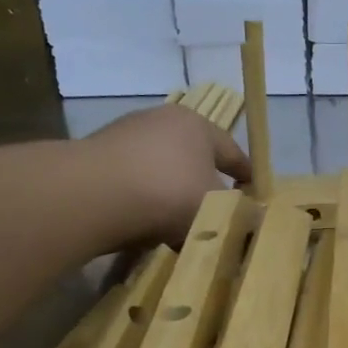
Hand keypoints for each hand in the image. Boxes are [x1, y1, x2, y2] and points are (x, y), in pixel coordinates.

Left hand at [80, 105, 251, 248]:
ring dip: (169, 194)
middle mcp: (160, 121)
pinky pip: (131, 184)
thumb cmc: (170, 192)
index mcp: (197, 125)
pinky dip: (141, 201)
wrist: (93, 196)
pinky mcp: (95, 159)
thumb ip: (234, 211)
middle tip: (214, 210)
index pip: (232, 151)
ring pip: (159, 170)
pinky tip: (143, 225)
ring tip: (176, 225)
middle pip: (192, 157)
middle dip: (203, 183)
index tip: (254, 192)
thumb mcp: (216, 207)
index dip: (246, 174)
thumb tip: (239, 217)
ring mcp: (123, 137)